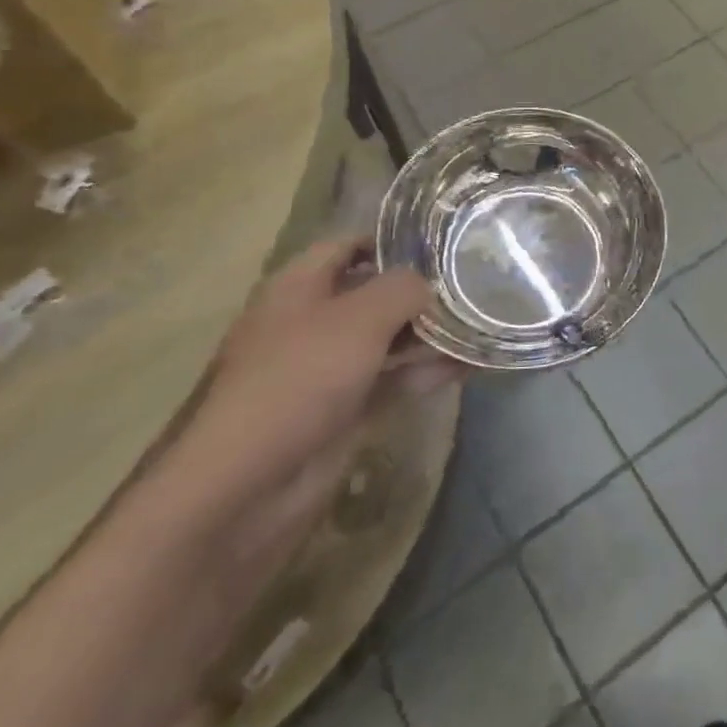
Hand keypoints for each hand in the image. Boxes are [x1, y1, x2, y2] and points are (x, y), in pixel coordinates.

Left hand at [147, 240, 459, 576]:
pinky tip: (466, 366)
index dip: (391, 239)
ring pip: (386, 339)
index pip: (348, 245)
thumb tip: (429, 285)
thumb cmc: (298, 380)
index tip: (443, 241)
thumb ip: (402, 289)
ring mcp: (326, 370)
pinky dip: (423, 373)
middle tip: (474, 282)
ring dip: (428, 333)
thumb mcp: (358, 318)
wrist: (245, 487)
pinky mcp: (342, 412)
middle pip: (372, 292)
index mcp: (299, 287)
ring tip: (481, 322)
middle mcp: (311, 322)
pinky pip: (391, 381)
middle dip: (419, 289)